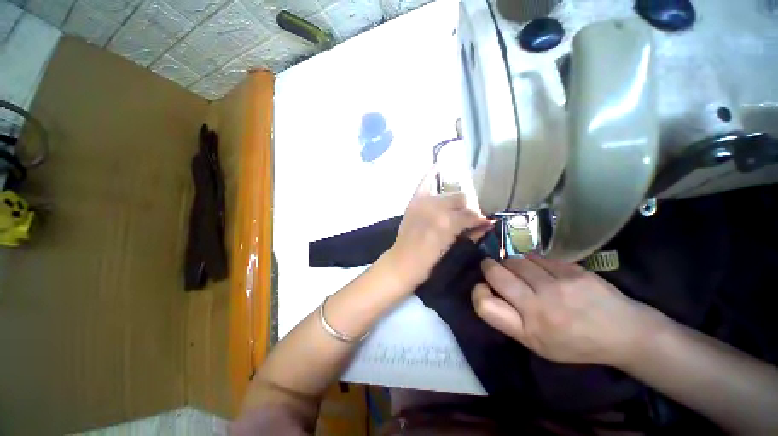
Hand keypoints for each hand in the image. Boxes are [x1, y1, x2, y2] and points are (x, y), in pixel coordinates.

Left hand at [386, 167, 491, 287]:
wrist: (403, 261)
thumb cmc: (429, 261)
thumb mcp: (452, 248)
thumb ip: (471, 233)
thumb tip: (487, 224)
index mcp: (447, 222)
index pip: (471, 214)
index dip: (480, 219)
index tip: (485, 223)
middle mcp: (436, 207)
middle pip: (462, 198)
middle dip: (469, 208)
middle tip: (469, 218)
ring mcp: (424, 202)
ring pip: (449, 194)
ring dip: (456, 201)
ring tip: (457, 208)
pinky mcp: (414, 201)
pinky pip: (425, 183)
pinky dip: (431, 174)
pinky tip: (438, 166)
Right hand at [472, 255, 661, 366]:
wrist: (624, 333)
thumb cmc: (575, 343)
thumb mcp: (538, 344)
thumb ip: (510, 319)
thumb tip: (488, 289)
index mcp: (528, 330)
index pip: (484, 304)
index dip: (478, 292)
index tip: (485, 288)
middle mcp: (537, 307)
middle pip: (494, 273)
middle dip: (489, 267)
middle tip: (493, 268)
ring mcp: (556, 286)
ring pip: (515, 260)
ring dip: (511, 263)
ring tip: (521, 270)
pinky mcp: (571, 271)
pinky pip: (537, 257)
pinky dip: (532, 260)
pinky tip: (541, 268)